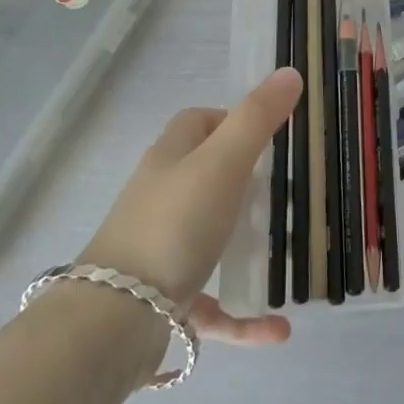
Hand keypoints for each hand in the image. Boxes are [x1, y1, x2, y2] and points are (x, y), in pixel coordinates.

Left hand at [79, 67, 303, 345]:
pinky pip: (212, 304)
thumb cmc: (174, 225)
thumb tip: (290, 72)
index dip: (231, 119)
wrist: (114, 322)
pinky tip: (278, 330)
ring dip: (247, 248)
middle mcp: (161, 198)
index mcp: (171, 159)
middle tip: (286, 190)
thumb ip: (257, 118)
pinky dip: (244, 316)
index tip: (270, 133)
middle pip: (204, 177)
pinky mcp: (164, 302)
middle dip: (244, 182)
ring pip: (209, 239)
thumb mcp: (223, 162)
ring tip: (287, 254)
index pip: (197, 122)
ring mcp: (161, 251)